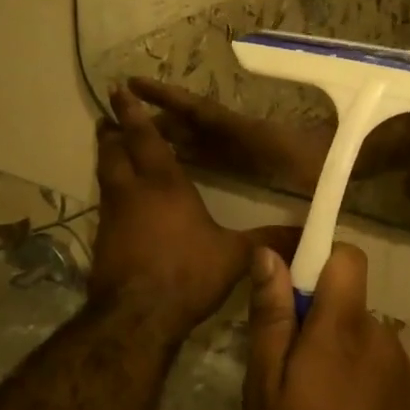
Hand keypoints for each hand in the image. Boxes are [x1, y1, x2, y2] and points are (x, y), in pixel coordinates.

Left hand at [91, 88, 254, 342]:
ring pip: (105, 176)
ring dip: (107, 158)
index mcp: (164, 184)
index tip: (118, 90)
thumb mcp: (234, 255)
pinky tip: (119, 203)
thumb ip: (268, 240)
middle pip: (114, 151)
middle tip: (108, 118)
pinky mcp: (102, 242)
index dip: (132, 113)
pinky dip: (110, 193)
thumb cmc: (187, 273)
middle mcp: (133, 192)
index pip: (145, 138)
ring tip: (110, 148)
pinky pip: (104, 205)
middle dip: (112, 132)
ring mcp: (112, 217)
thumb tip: (308, 233)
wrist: (136, 319)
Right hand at [128, 77, 334, 192]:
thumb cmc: (336, 157)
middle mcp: (239, 133)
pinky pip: (210, 149)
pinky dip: (187, 149)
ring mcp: (242, 143)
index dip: (169, 99)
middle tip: (115, 110)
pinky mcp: (248, 154)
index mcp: (250, 132)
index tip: (136, 86)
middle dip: (156, 115)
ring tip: (129, 131)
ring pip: (196, 135)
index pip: (202, 112)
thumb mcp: (321, 161)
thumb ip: (305, 164)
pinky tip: (169, 157)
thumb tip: (284, 176)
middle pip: (191, 121)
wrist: (357, 151)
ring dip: (167, 131)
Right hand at [244, 244, 409, 409]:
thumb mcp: (265, 390)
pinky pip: (369, 357)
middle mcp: (378, 332)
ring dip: (329, 347)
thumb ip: (270, 317)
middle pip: (345, 295)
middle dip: (314, 313)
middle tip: (282, 365)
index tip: (288, 286)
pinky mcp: (404, 390)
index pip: (346, 255)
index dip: (317, 257)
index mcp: (343, 326)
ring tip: (304, 401)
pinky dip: (348, 370)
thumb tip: (268, 254)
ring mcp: (396, 362)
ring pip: (354, 330)